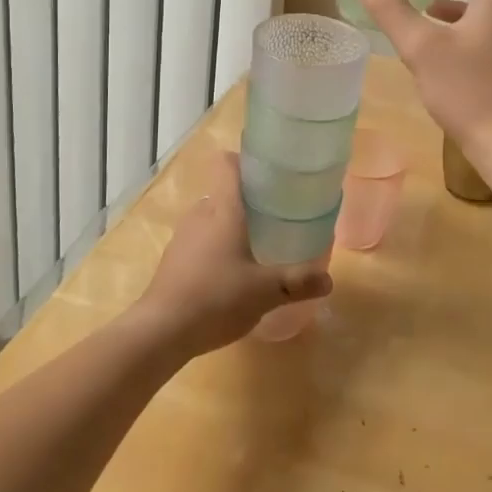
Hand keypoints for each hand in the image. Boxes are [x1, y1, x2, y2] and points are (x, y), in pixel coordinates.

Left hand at [132, 152, 332, 355]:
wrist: (161, 331)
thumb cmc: (216, 298)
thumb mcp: (266, 292)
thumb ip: (299, 282)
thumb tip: (329, 279)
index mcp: (223, 209)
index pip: (227, 164)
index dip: (246, 160)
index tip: (270, 173)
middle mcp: (201, 214)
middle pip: (224, 191)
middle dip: (248, 200)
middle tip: (276, 215)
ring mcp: (183, 236)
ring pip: (212, 217)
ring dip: (231, 225)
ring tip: (257, 244)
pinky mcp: (173, 258)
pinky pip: (200, 239)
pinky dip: (216, 246)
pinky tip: (231, 272)